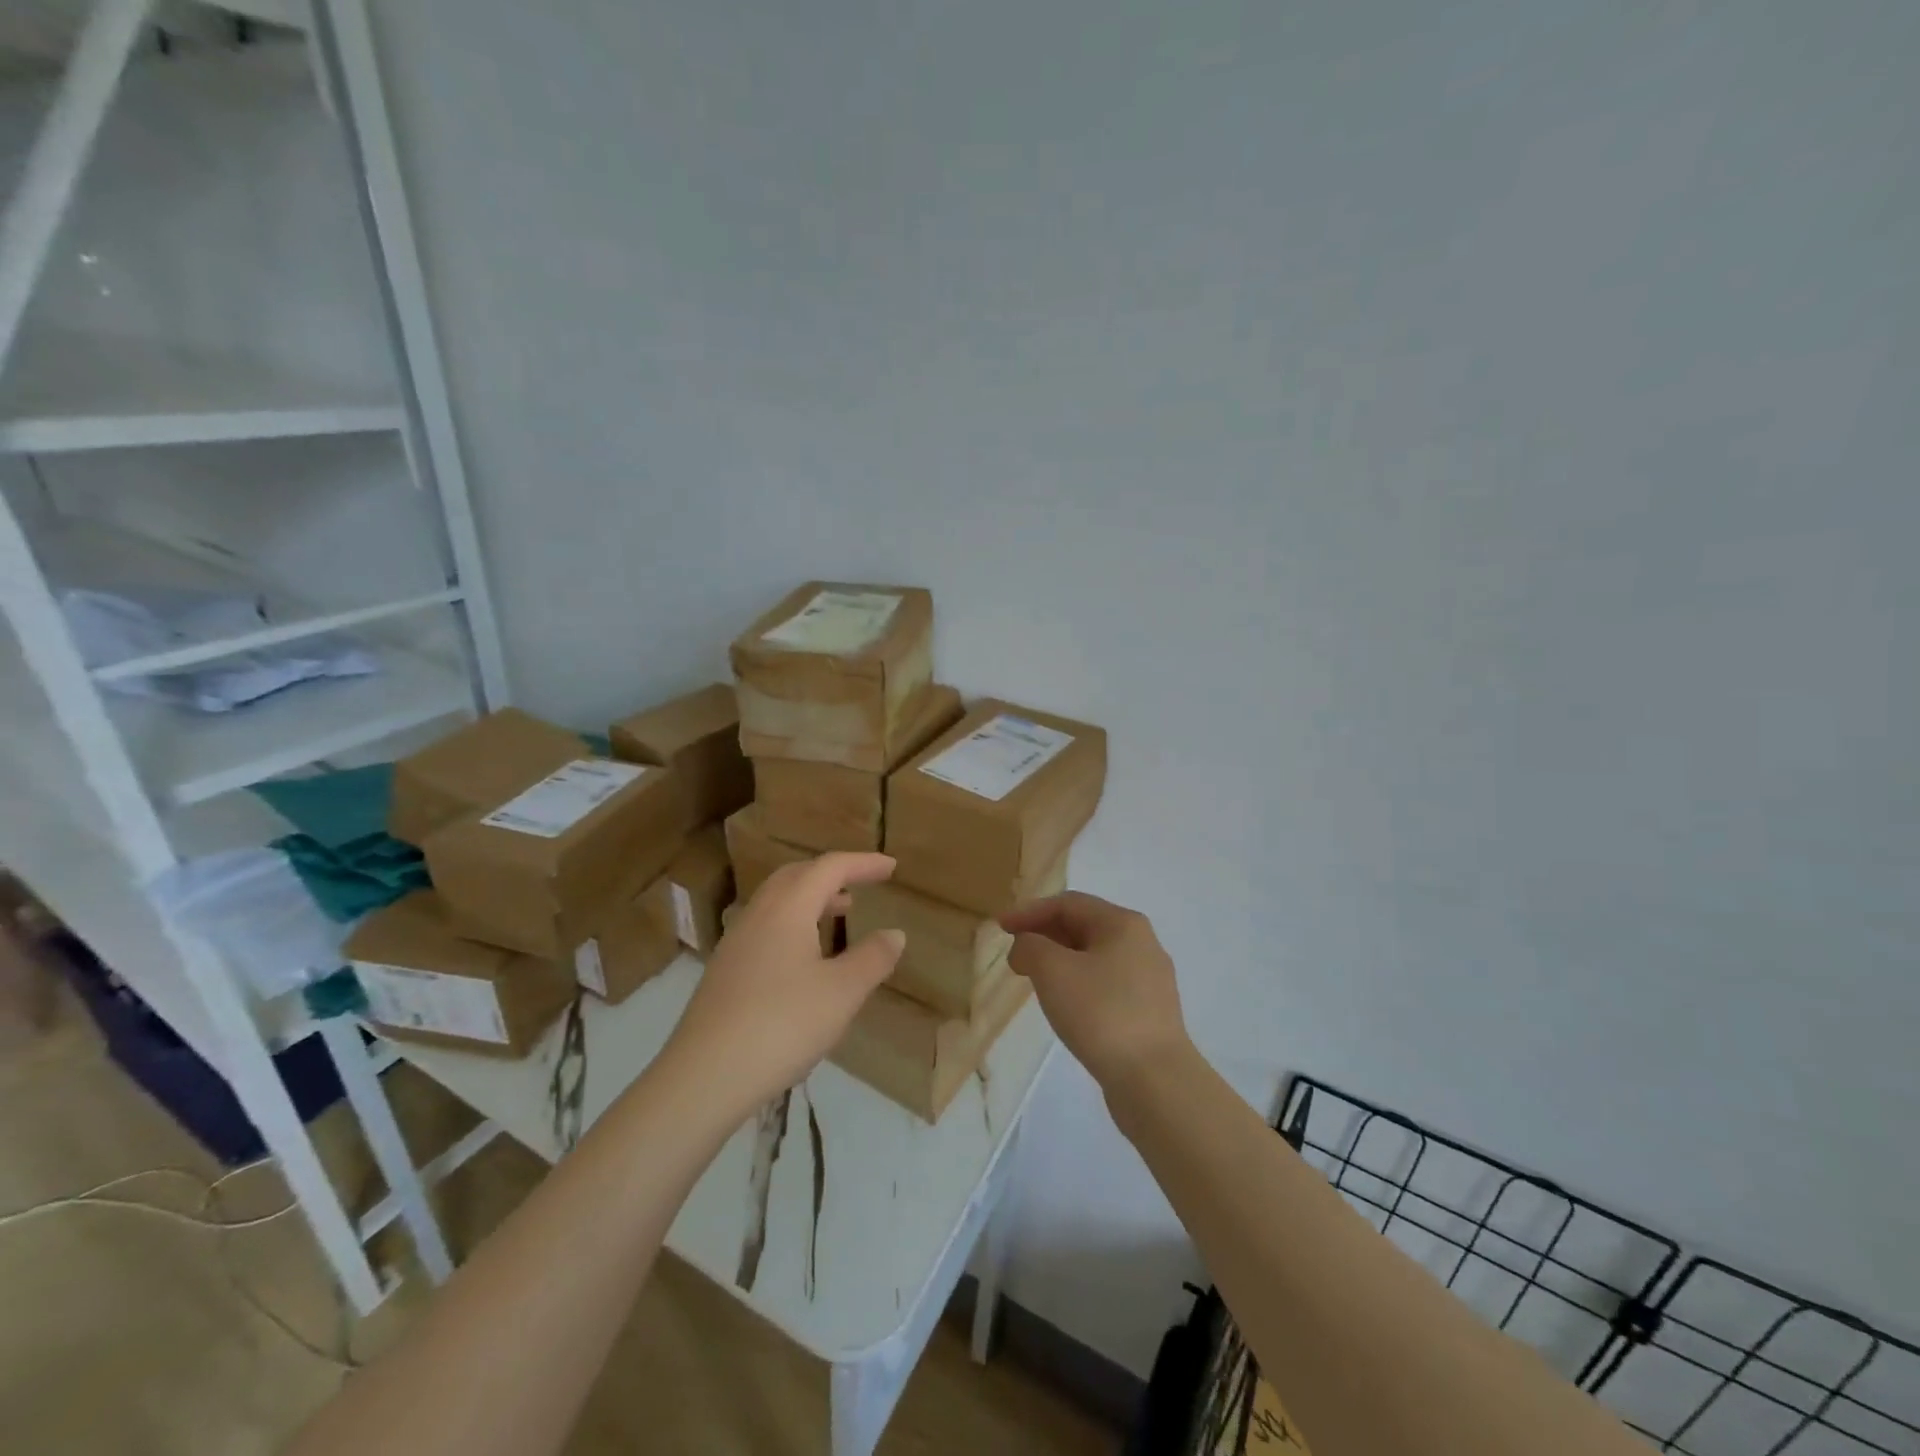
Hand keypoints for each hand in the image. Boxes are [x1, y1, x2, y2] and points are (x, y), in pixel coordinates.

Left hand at [667, 853, 905, 1115]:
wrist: (704, 1077)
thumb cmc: (782, 1025)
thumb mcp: (842, 993)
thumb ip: (872, 958)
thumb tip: (894, 933)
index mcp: (788, 909)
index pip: (829, 868)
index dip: (863, 863)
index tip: (891, 866)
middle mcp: (758, 915)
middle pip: (796, 876)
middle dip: (831, 874)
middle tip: (860, 885)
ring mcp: (735, 943)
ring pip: (776, 902)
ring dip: (810, 898)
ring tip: (838, 915)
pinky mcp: (724, 972)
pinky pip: (764, 927)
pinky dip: (792, 924)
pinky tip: (803, 959)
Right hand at [1001, 892, 1190, 1093]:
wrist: (1155, 1080)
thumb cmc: (1101, 1013)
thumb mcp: (1053, 970)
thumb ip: (1031, 946)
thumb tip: (1027, 946)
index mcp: (1123, 923)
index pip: (1068, 903)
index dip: (1029, 912)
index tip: (1000, 928)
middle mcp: (1142, 943)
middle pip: (1084, 926)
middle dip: (1044, 935)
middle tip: (1015, 955)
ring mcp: (1149, 979)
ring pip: (1094, 957)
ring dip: (1059, 961)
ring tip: (1034, 979)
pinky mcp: (1149, 1012)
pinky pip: (1106, 983)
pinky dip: (1078, 983)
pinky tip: (1065, 1005)